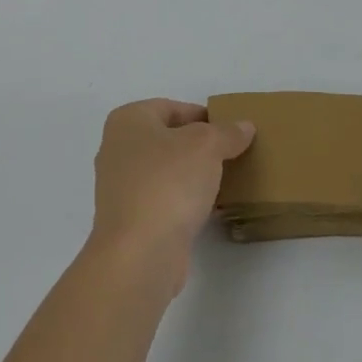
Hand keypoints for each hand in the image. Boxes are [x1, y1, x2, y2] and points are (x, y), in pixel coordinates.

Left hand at [89, 99, 253, 296]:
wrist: (140, 254)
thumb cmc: (168, 183)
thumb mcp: (207, 146)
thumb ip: (227, 132)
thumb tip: (244, 127)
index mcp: (128, 121)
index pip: (172, 107)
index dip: (203, 115)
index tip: (230, 130)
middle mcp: (117, 149)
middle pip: (168, 139)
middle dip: (199, 146)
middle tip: (232, 154)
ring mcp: (120, 187)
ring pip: (166, 171)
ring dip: (193, 175)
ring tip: (227, 180)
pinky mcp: (130, 220)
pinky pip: (164, 200)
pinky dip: (185, 200)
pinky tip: (211, 208)